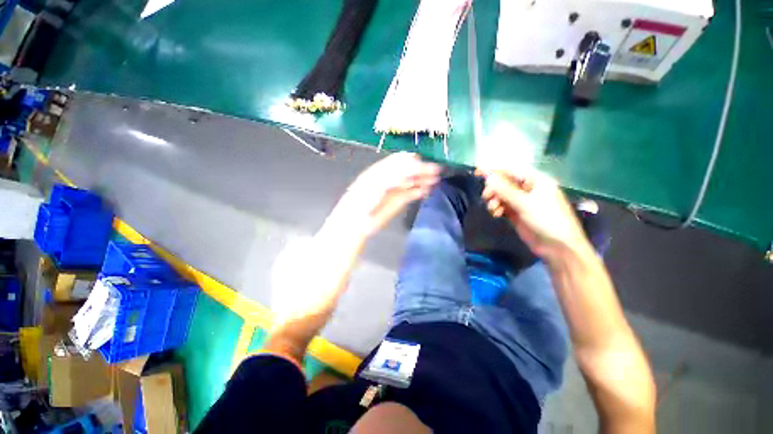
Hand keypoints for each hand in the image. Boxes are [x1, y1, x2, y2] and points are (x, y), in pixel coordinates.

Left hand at [326, 152, 439, 239]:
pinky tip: (426, 190)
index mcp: (382, 170)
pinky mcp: (398, 201)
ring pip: (411, 182)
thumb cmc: (363, 199)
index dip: (412, 161)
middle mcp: (390, 178)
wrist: (357, 221)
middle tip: (435, 171)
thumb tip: (414, 165)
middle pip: (408, 171)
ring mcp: (394, 190)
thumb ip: (396, 174)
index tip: (423, 162)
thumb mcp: (378, 182)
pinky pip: (410, 194)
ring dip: (422, 180)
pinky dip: (418, 191)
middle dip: (421, 170)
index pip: (399, 161)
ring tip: (434, 180)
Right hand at [478, 169, 588, 260]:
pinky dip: (497, 208)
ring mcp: (522, 201)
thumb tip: (488, 177)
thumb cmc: (547, 220)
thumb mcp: (525, 203)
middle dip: (493, 189)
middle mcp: (528, 188)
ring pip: (501, 195)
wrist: (558, 247)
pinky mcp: (517, 212)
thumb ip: (505, 190)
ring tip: (493, 209)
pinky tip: (496, 214)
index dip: (493, 170)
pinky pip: (502, 205)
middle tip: (486, 197)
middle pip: (504, 182)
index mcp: (536, 180)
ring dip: (494, 200)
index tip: (477, 172)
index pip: (511, 170)